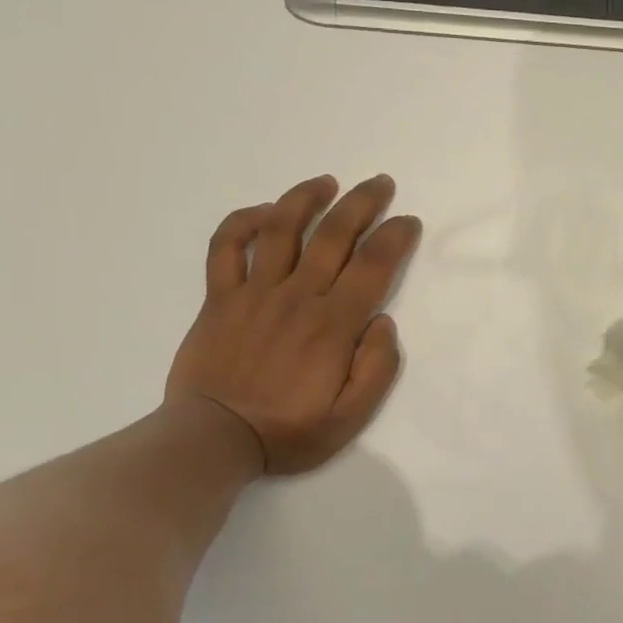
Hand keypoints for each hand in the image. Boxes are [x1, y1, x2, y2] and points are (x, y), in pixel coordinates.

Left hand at [167, 174, 420, 474]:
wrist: (213, 440)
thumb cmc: (287, 432)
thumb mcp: (349, 419)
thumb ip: (376, 369)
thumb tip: (383, 322)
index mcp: (332, 325)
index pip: (372, 266)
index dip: (395, 237)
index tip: (408, 222)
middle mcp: (296, 296)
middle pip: (333, 235)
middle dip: (362, 203)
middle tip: (381, 183)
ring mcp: (254, 293)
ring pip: (281, 229)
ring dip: (306, 198)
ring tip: (326, 183)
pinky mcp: (219, 298)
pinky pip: (226, 247)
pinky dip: (242, 222)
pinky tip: (263, 213)